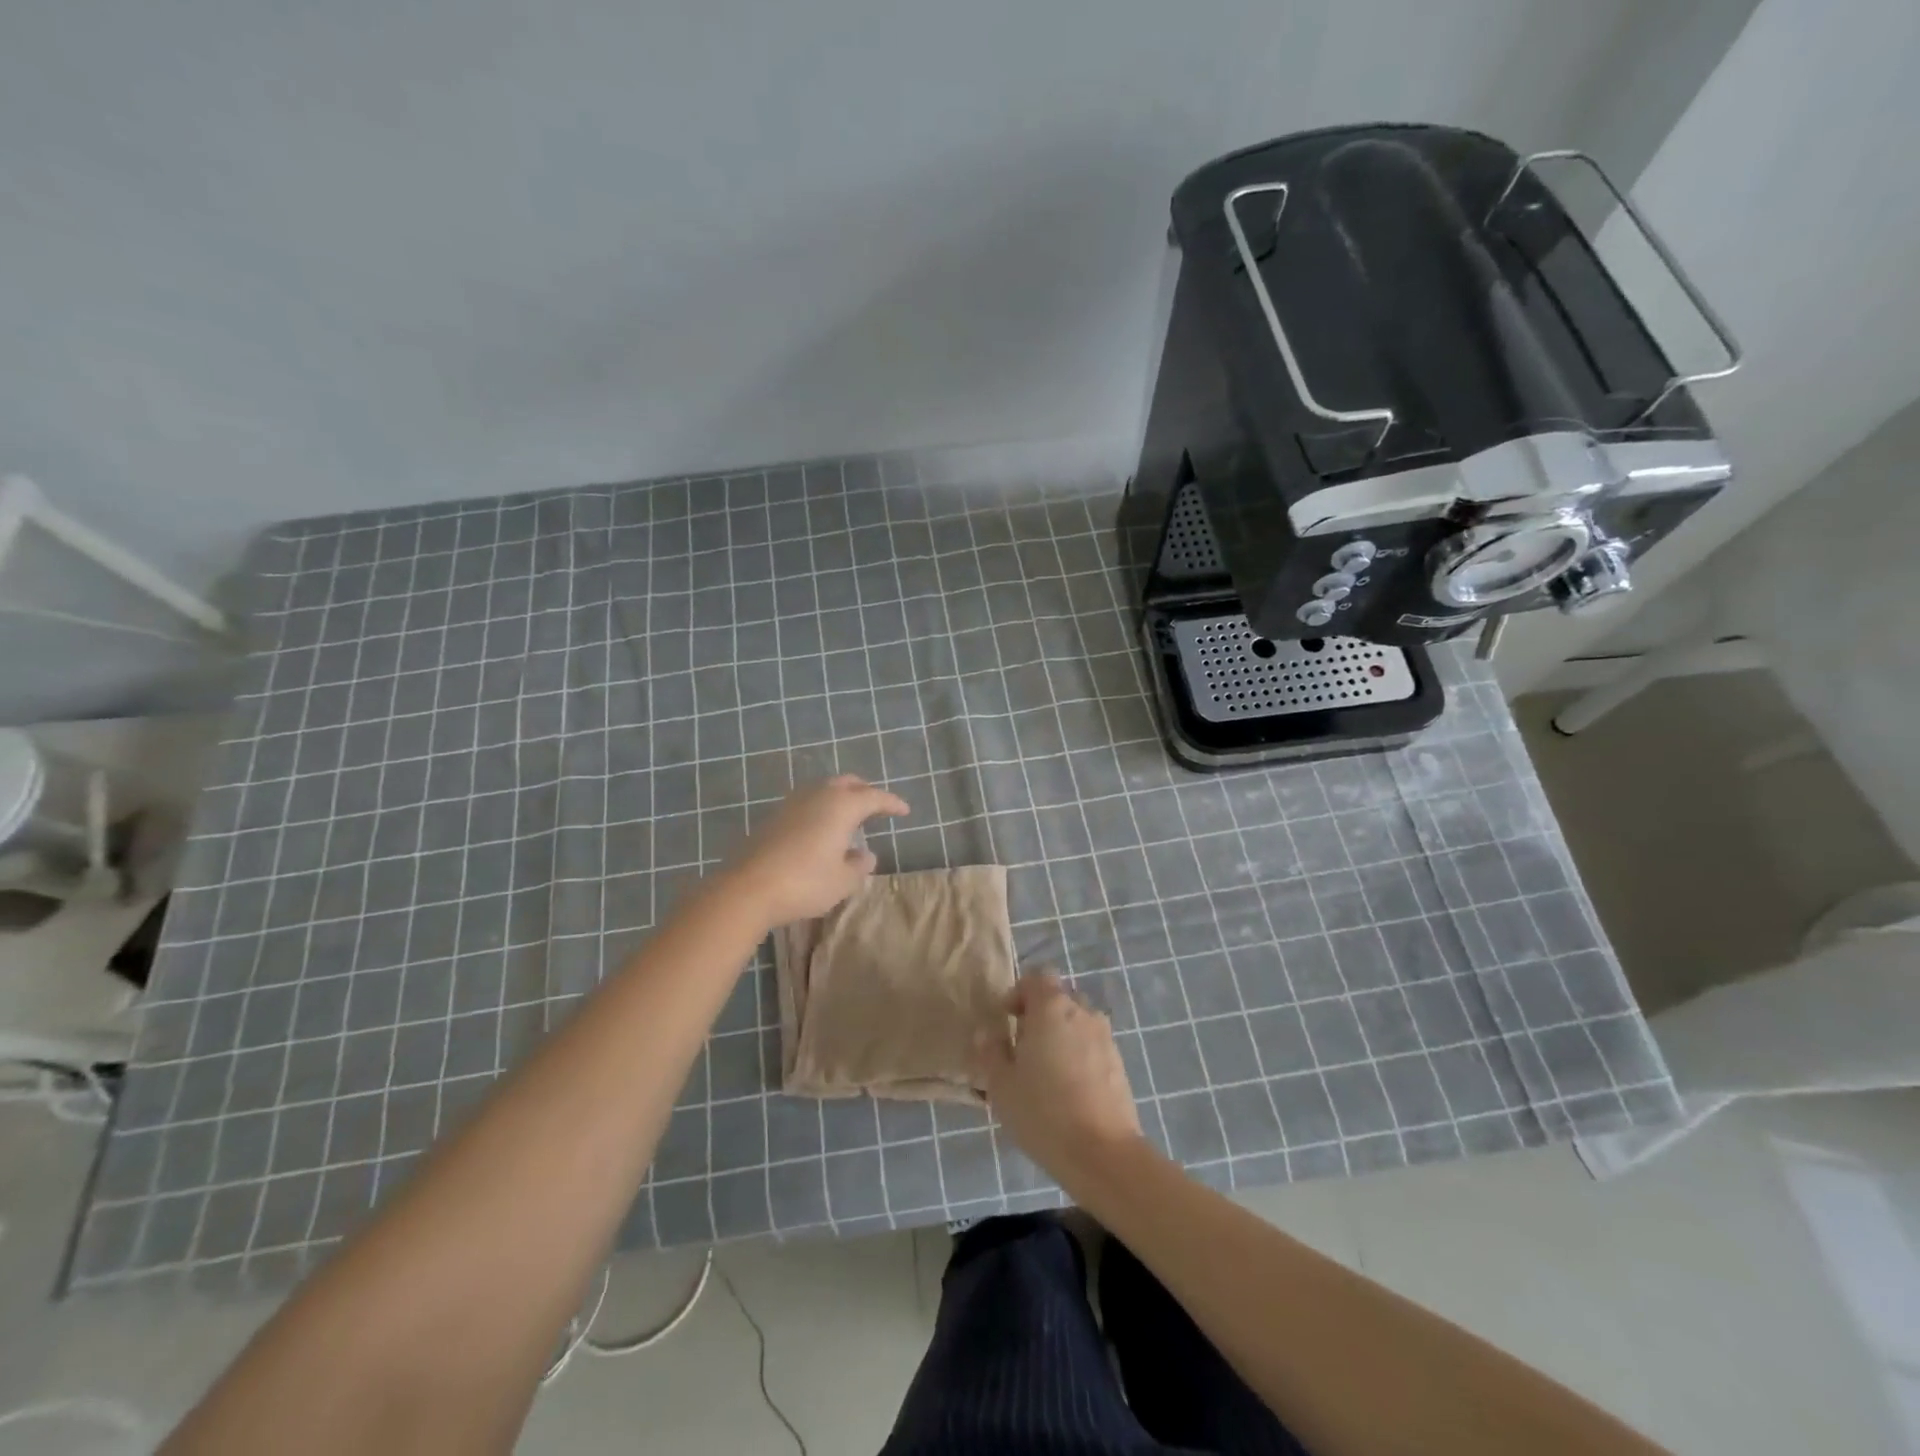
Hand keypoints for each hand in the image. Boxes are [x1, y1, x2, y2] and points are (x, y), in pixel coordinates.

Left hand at [724, 776, 909, 927]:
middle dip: (864, 792)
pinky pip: (806, 803)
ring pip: (823, 790)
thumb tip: (866, 855)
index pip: (874, 797)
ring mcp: (792, 804)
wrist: (748, 888)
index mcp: (842, 806)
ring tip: (849, 818)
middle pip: (847, 783)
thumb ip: (859, 866)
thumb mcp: (843, 881)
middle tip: (876, 807)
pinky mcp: (773, 817)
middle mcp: (818, 796)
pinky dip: (821, 809)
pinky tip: (821, 829)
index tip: (904, 811)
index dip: (891, 803)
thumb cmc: (805, 883)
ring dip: (840, 798)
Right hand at [974, 972, 1143, 1185]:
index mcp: (1051, 1008)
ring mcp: (1105, 1037)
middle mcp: (1082, 1012)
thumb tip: (987, 1033)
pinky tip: (1068, 1089)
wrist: (1103, 1153)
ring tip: (1046, 1070)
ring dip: (1060, 1034)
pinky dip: (1078, 1055)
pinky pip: (1092, 1045)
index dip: (1019, 993)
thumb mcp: (1001, 1085)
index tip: (1006, 1020)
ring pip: (1077, 1022)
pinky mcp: (1119, 1063)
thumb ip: (991, 1052)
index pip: (1036, 978)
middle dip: (1039, 1014)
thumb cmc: (1043, 1112)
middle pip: (1058, 998)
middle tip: (1022, 1047)